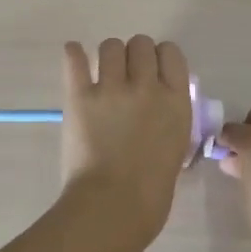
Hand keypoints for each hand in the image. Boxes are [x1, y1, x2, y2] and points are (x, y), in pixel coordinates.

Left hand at [60, 35, 193, 238]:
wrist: (113, 207)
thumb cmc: (152, 192)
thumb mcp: (177, 149)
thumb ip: (169, 120)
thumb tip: (159, 110)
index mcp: (176, 101)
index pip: (171, 53)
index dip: (161, 57)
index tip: (154, 69)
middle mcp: (146, 86)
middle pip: (141, 43)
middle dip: (134, 55)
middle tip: (127, 74)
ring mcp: (112, 89)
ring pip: (110, 46)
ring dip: (108, 56)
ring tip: (103, 72)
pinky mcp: (80, 97)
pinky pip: (75, 61)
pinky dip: (74, 55)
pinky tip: (74, 55)